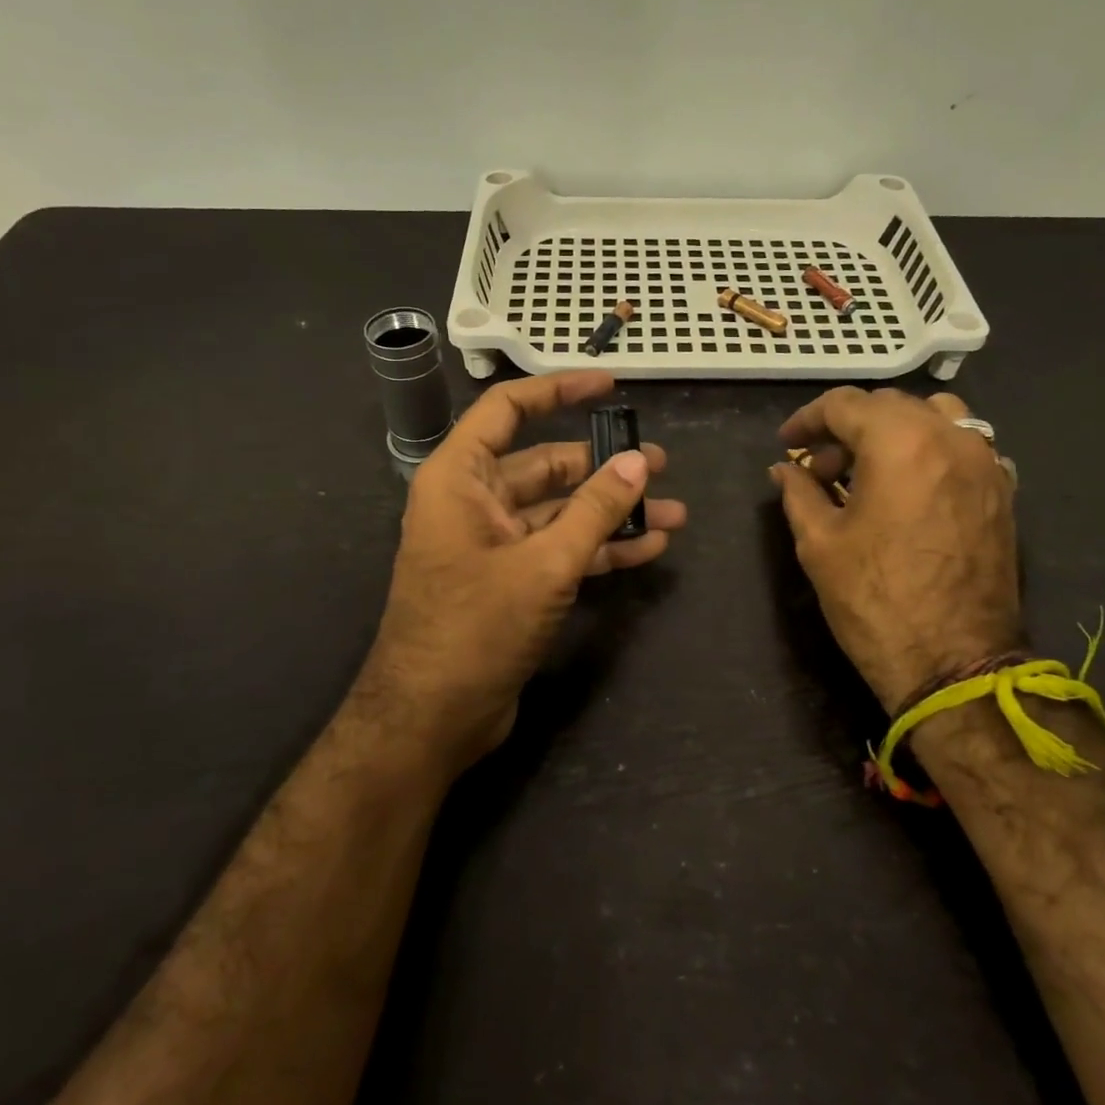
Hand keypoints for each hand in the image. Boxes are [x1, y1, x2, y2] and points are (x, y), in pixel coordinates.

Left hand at [354, 370, 685, 775]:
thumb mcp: (544, 563)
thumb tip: (639, 461)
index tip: (609, 386)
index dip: (559, 390)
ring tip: (673, 512)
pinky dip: (600, 548)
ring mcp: (494, 544)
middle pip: (546, 465)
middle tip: (662, 465)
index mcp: (460, 478)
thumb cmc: (475, 627)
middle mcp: (474, 502)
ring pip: (561, 512)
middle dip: (605, 467)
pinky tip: (648, 548)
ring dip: (612, 512)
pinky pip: (560, 549)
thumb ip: (595, 509)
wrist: (431, 719)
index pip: (508, 410)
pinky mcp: (511, 582)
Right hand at [772, 387, 1019, 714]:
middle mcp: (950, 438)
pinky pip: (963, 447)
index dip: (807, 420)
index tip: (786, 444)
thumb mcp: (819, 543)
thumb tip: (784, 470)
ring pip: (934, 418)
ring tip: (866, 470)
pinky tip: (908, 488)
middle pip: (890, 406)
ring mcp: (985, 463)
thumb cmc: (875, 600)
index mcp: (900, 443)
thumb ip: (798, 493)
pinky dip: (929, 451)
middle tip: (818, 466)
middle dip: (847, 427)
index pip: (846, 405)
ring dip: (893, 432)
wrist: (954, 662)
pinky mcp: (1003, 492)